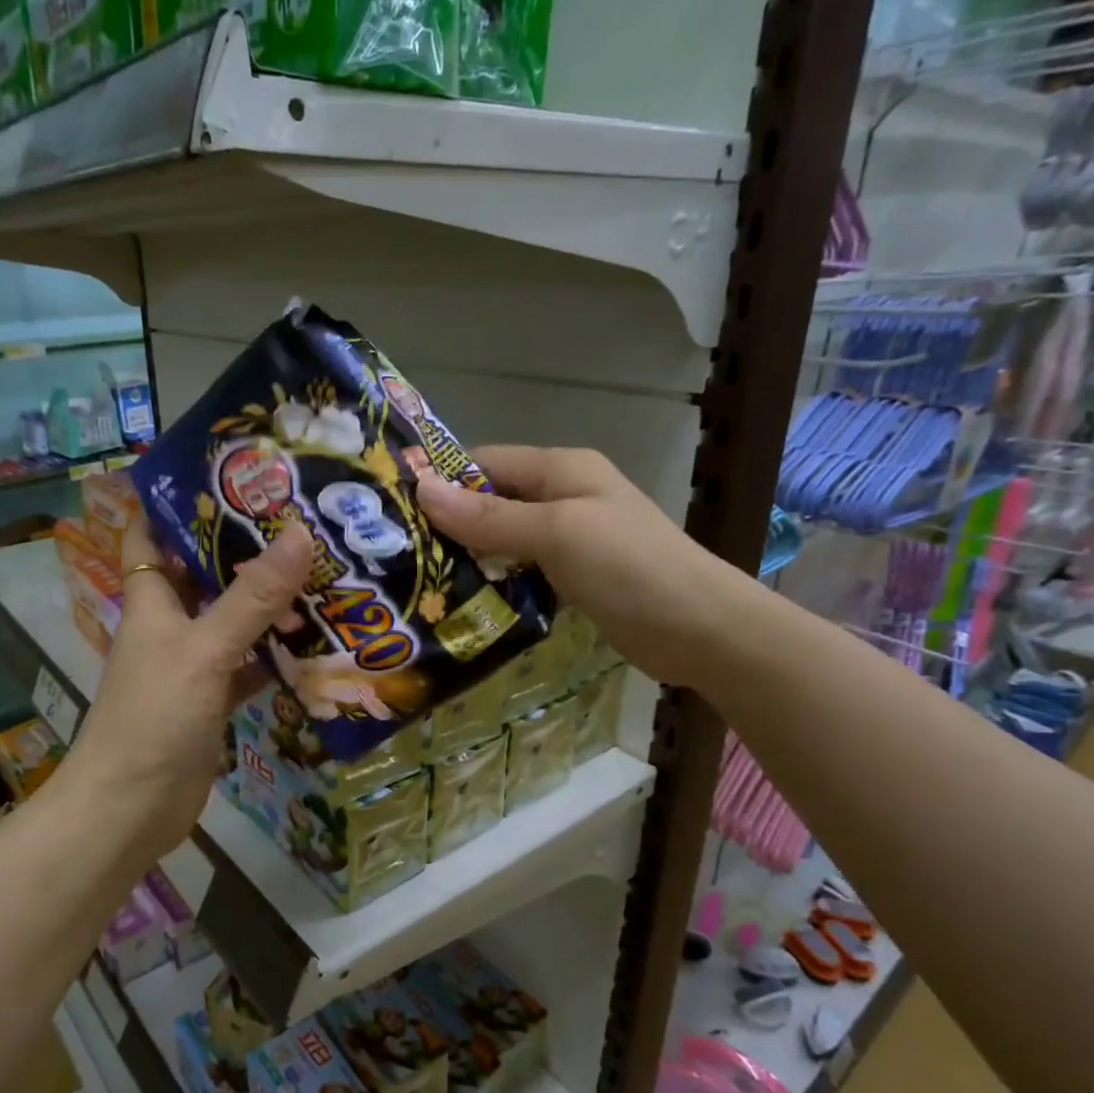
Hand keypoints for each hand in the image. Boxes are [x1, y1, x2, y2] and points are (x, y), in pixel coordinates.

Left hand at [57, 514, 314, 864]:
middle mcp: (170, 624)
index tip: (224, 473)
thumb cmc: (154, 717)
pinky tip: (316, 640)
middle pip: (204, 573)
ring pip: (233, 619)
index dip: (174, 502)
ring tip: (321, 567)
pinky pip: (249, 664)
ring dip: (267, 601)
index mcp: (151, 600)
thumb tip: (300, 533)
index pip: (150, 535)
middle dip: (243, 547)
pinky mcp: (213, 699)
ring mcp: (193, 663)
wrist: (131, 808)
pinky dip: (276, 654)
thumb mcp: (204, 649)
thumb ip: (252, 597)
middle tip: (299, 517)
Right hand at [413, 445, 749, 688]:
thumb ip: (490, 516)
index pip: (484, 463)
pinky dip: (494, 583)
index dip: (441, 482)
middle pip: (490, 502)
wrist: (701, 629)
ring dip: (468, 558)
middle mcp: (562, 497)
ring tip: (416, 582)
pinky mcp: (573, 578)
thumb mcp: (556, 533)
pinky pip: (521, 572)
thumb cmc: (629, 568)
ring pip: (503, 540)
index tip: (393, 511)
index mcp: (560, 469)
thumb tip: (422, 490)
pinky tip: (461, 604)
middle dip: (448, 525)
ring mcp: (569, 539)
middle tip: (396, 554)